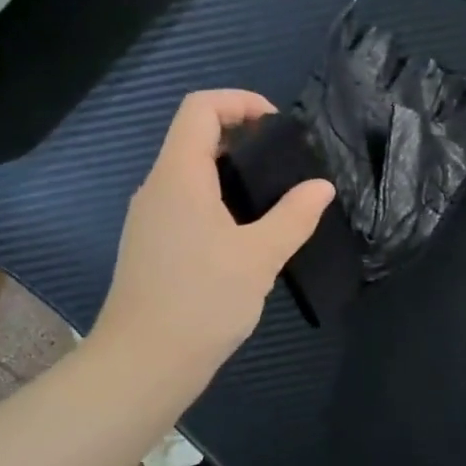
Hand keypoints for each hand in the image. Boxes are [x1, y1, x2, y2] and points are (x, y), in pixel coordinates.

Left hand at [94, 91, 334, 399]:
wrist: (144, 363)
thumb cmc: (202, 301)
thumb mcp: (259, 257)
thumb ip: (294, 216)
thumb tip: (320, 187)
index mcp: (178, 177)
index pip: (199, 108)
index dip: (239, 102)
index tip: (278, 126)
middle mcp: (157, 189)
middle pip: (194, 138)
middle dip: (242, 138)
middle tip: (286, 164)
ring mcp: (150, 220)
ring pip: (191, 176)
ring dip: (232, 175)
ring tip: (275, 200)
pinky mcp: (153, 248)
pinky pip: (187, 206)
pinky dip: (219, 204)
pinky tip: (248, 237)